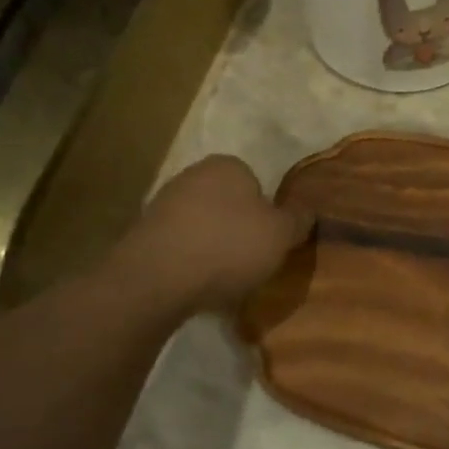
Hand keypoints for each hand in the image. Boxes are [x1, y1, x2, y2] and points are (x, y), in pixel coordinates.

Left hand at [110, 156, 311, 312]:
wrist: (155, 279)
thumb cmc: (228, 247)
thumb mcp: (281, 235)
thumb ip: (298, 220)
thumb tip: (308, 211)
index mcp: (228, 165)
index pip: (255, 182)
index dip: (266, 212)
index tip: (268, 239)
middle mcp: (193, 175)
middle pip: (226, 202)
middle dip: (237, 227)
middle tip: (250, 258)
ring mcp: (162, 203)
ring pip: (201, 224)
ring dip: (211, 245)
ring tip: (222, 278)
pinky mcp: (141, 235)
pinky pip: (178, 246)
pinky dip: (188, 261)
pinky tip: (194, 284)